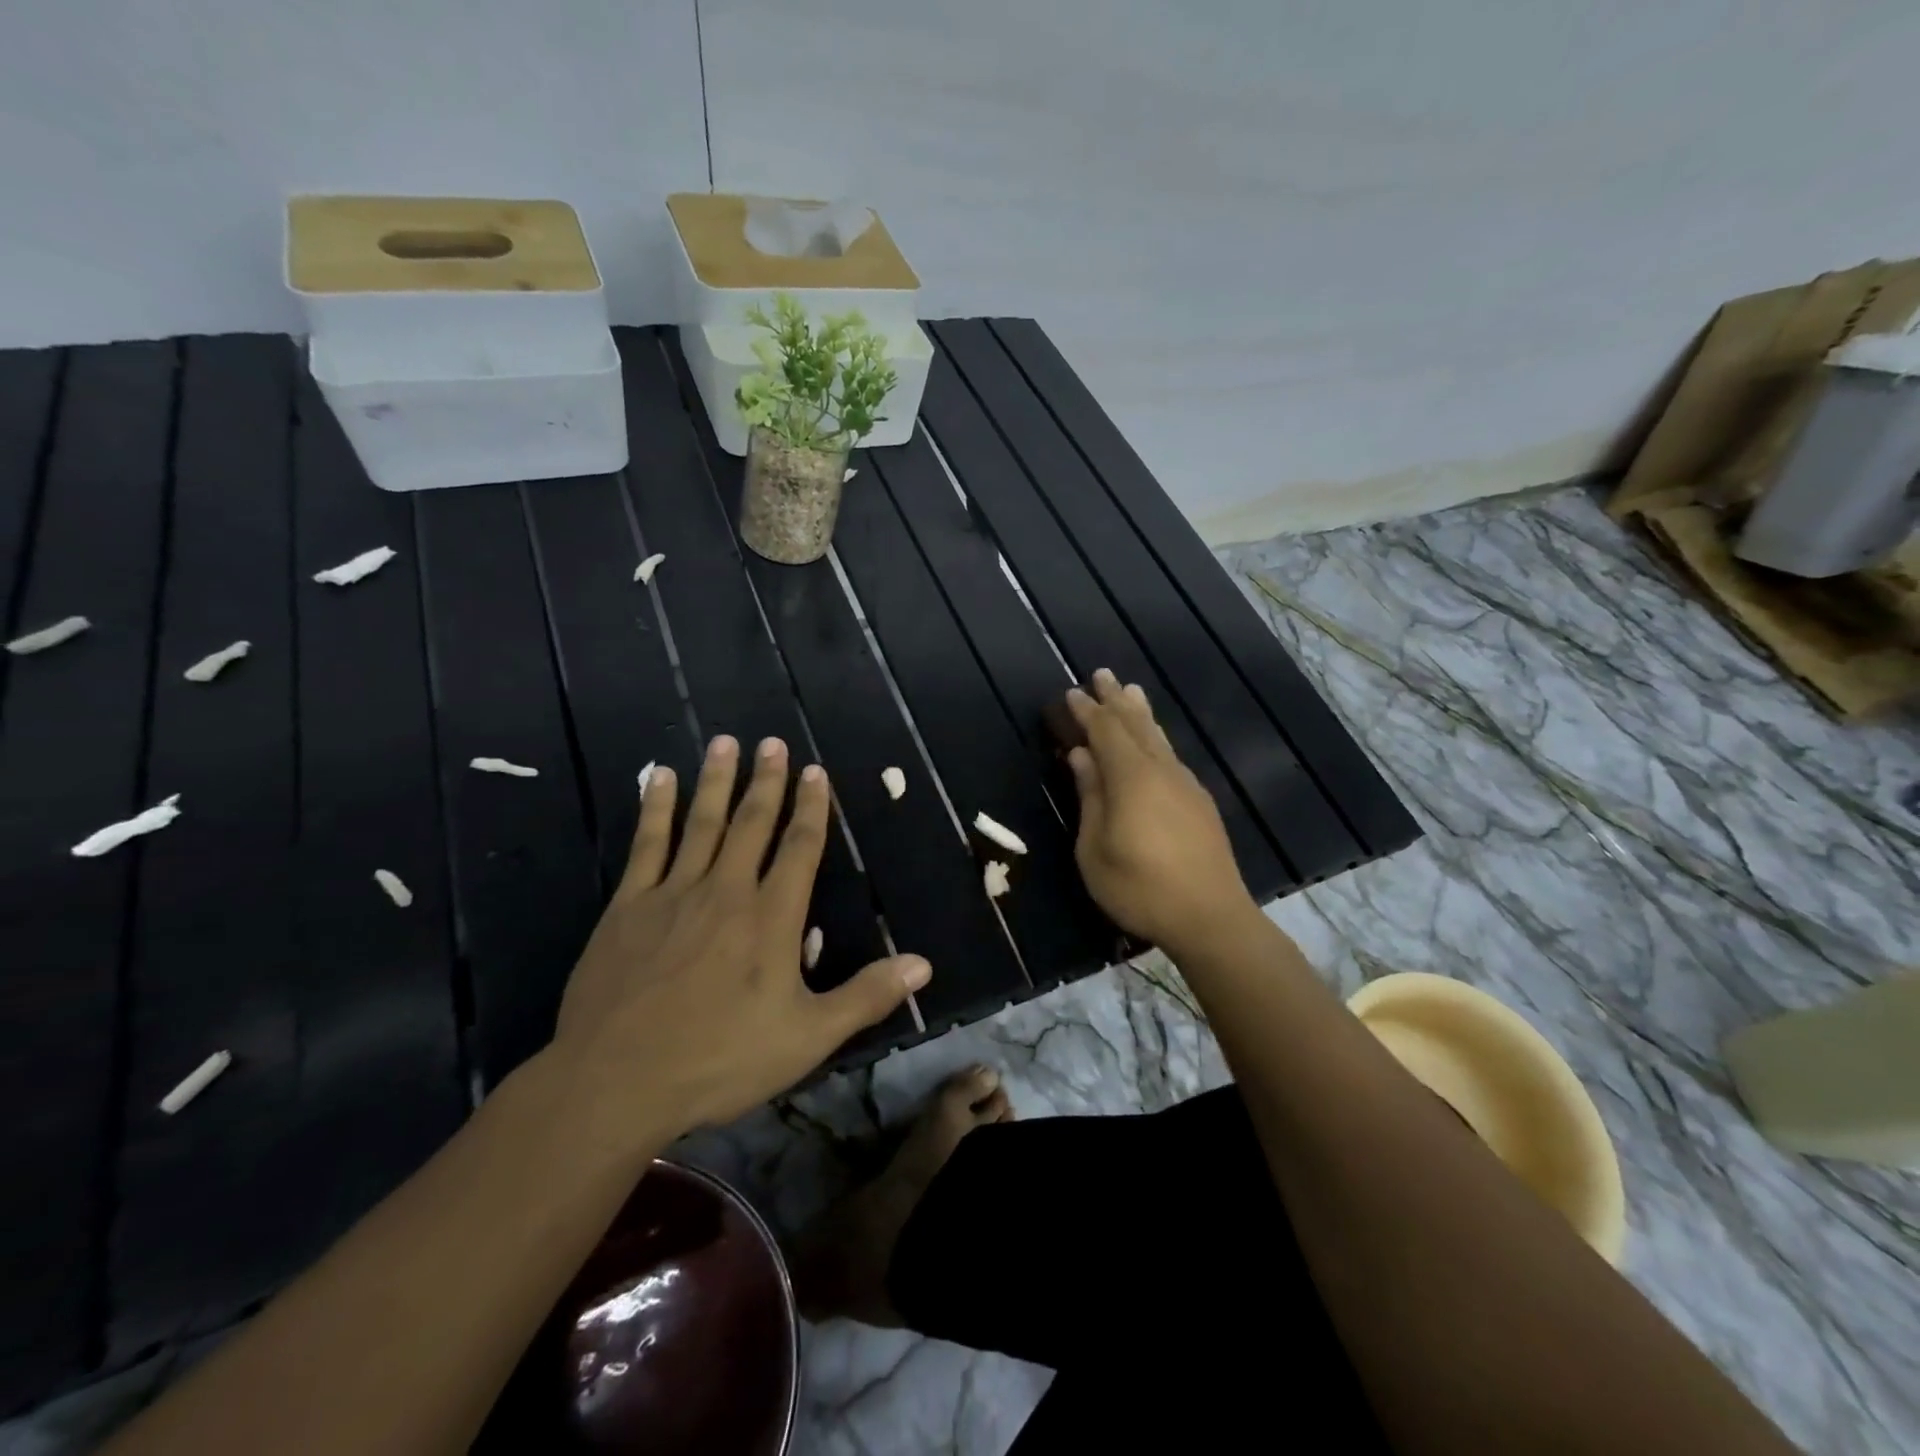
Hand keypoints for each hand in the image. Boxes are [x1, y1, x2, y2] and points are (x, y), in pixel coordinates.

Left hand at [549, 734, 929, 1142]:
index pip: (800, 848)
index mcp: (772, 918)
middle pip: (752, 824)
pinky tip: (657, 778)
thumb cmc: (720, 1059)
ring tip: (725, 742)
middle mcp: (727, 891)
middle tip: (773, 742)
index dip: (812, 808)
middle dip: (767, 782)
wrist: (616, 1081)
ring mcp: (674, 894)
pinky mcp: (629, 906)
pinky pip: (647, 845)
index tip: (815, 772)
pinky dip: (654, 808)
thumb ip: (866, 996)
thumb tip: (923, 964)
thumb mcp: (808, 1037)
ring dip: (716, 781)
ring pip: (702, 823)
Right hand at [1066, 669, 1259, 955]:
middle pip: (1135, 725)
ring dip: (1141, 713)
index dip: (1087, 711)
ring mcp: (1185, 784)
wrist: (1210, 917)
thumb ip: (1090, 796)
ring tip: (1132, 691)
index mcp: (1131, 777)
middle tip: (1102, 674)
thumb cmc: (1140, 887)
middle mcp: (1161, 770)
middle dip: (1116, 699)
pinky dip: (1156, 738)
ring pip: (1159, 737)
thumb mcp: (1095, 848)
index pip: (1105, 731)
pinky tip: (1154, 742)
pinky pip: (1171, 755)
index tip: (1071, 693)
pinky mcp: (1199, 802)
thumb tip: (1082, 756)